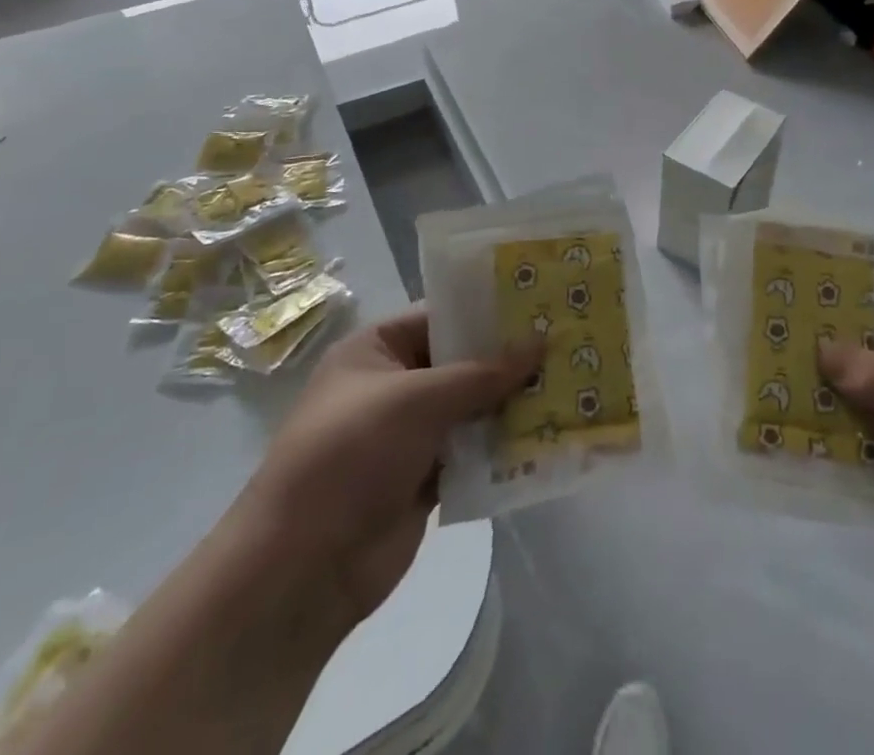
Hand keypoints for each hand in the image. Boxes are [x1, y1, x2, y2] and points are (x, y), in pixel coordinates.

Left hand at [235, 308, 540, 626]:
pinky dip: (504, 443)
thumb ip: (484, 372)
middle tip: (569, 341)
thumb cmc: (351, 456)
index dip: (492, 310)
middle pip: (464, 361)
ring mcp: (411, 433)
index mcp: (378, 349)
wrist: (300, 570)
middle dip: (511, 357)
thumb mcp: (418, 399)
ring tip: (573, 381)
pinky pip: (474, 448)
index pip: (444, 314)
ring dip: (514, 401)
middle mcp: (395, 384)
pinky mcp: (426, 476)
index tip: (545, 302)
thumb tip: (543, 341)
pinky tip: (550, 431)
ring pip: (474, 406)